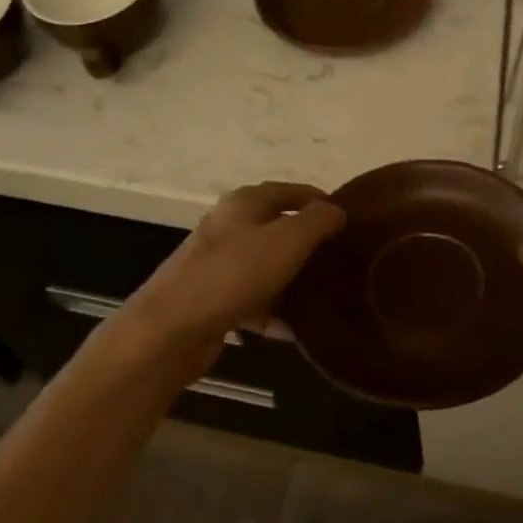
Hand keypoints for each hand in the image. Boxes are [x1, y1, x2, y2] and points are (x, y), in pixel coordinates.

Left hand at [120, 183, 343, 353]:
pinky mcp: (213, 299)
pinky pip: (254, 301)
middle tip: (343, 260)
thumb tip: (337, 211)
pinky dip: (274, 313)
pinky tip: (295, 331)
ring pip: (268, 266)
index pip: (291, 190)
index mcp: (244, 203)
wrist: (171, 328)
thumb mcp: (288, 239)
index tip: (351, 221)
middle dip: (311, 244)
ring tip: (326, 297)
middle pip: (279, 228)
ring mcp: (218, 264)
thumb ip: (318, 221)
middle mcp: (229, 227)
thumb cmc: (234, 274)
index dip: (322, 201)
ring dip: (295, 281)